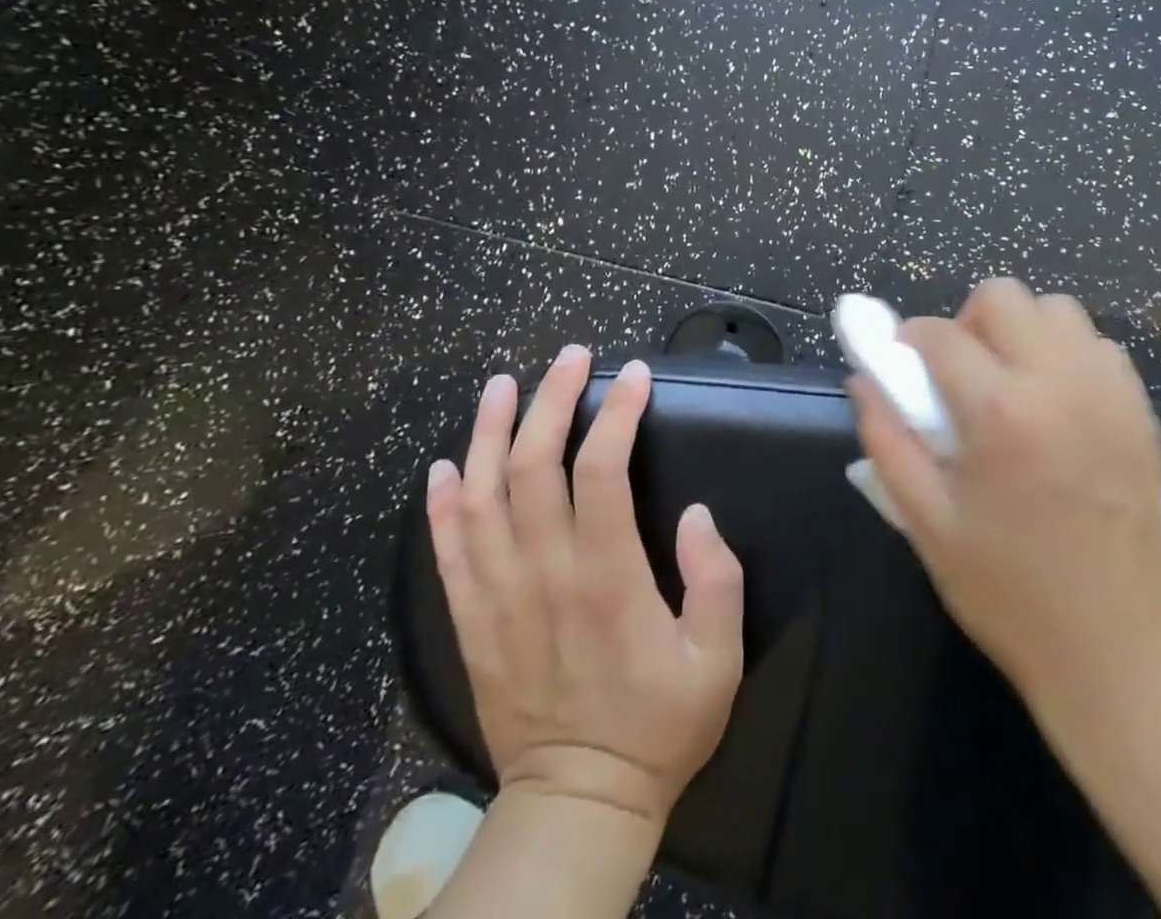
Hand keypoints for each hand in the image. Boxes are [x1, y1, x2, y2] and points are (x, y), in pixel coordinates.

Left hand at [426, 351, 744, 827]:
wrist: (579, 803)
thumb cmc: (660, 725)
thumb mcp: (718, 659)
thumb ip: (716, 580)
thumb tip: (697, 514)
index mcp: (606, 578)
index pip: (600, 470)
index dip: (616, 413)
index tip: (635, 375)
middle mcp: (543, 574)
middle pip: (533, 465)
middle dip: (552, 400)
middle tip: (572, 357)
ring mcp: (498, 596)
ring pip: (481, 495)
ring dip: (488, 432)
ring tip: (502, 385)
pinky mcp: (471, 622)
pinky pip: (446, 550)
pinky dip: (442, 502)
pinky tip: (446, 463)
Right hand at [850, 279, 1160, 704]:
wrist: (1118, 644)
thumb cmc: (1010, 590)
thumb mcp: (928, 522)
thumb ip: (888, 441)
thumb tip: (864, 381)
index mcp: (999, 411)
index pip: (939, 334)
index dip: (908, 341)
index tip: (903, 366)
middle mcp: (1057, 381)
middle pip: (1002, 296)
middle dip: (967, 322)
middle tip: (960, 374)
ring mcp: (1107, 389)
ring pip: (1055, 308)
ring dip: (1020, 330)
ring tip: (1010, 382)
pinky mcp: (1139, 406)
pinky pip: (1095, 344)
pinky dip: (1065, 352)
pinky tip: (1055, 401)